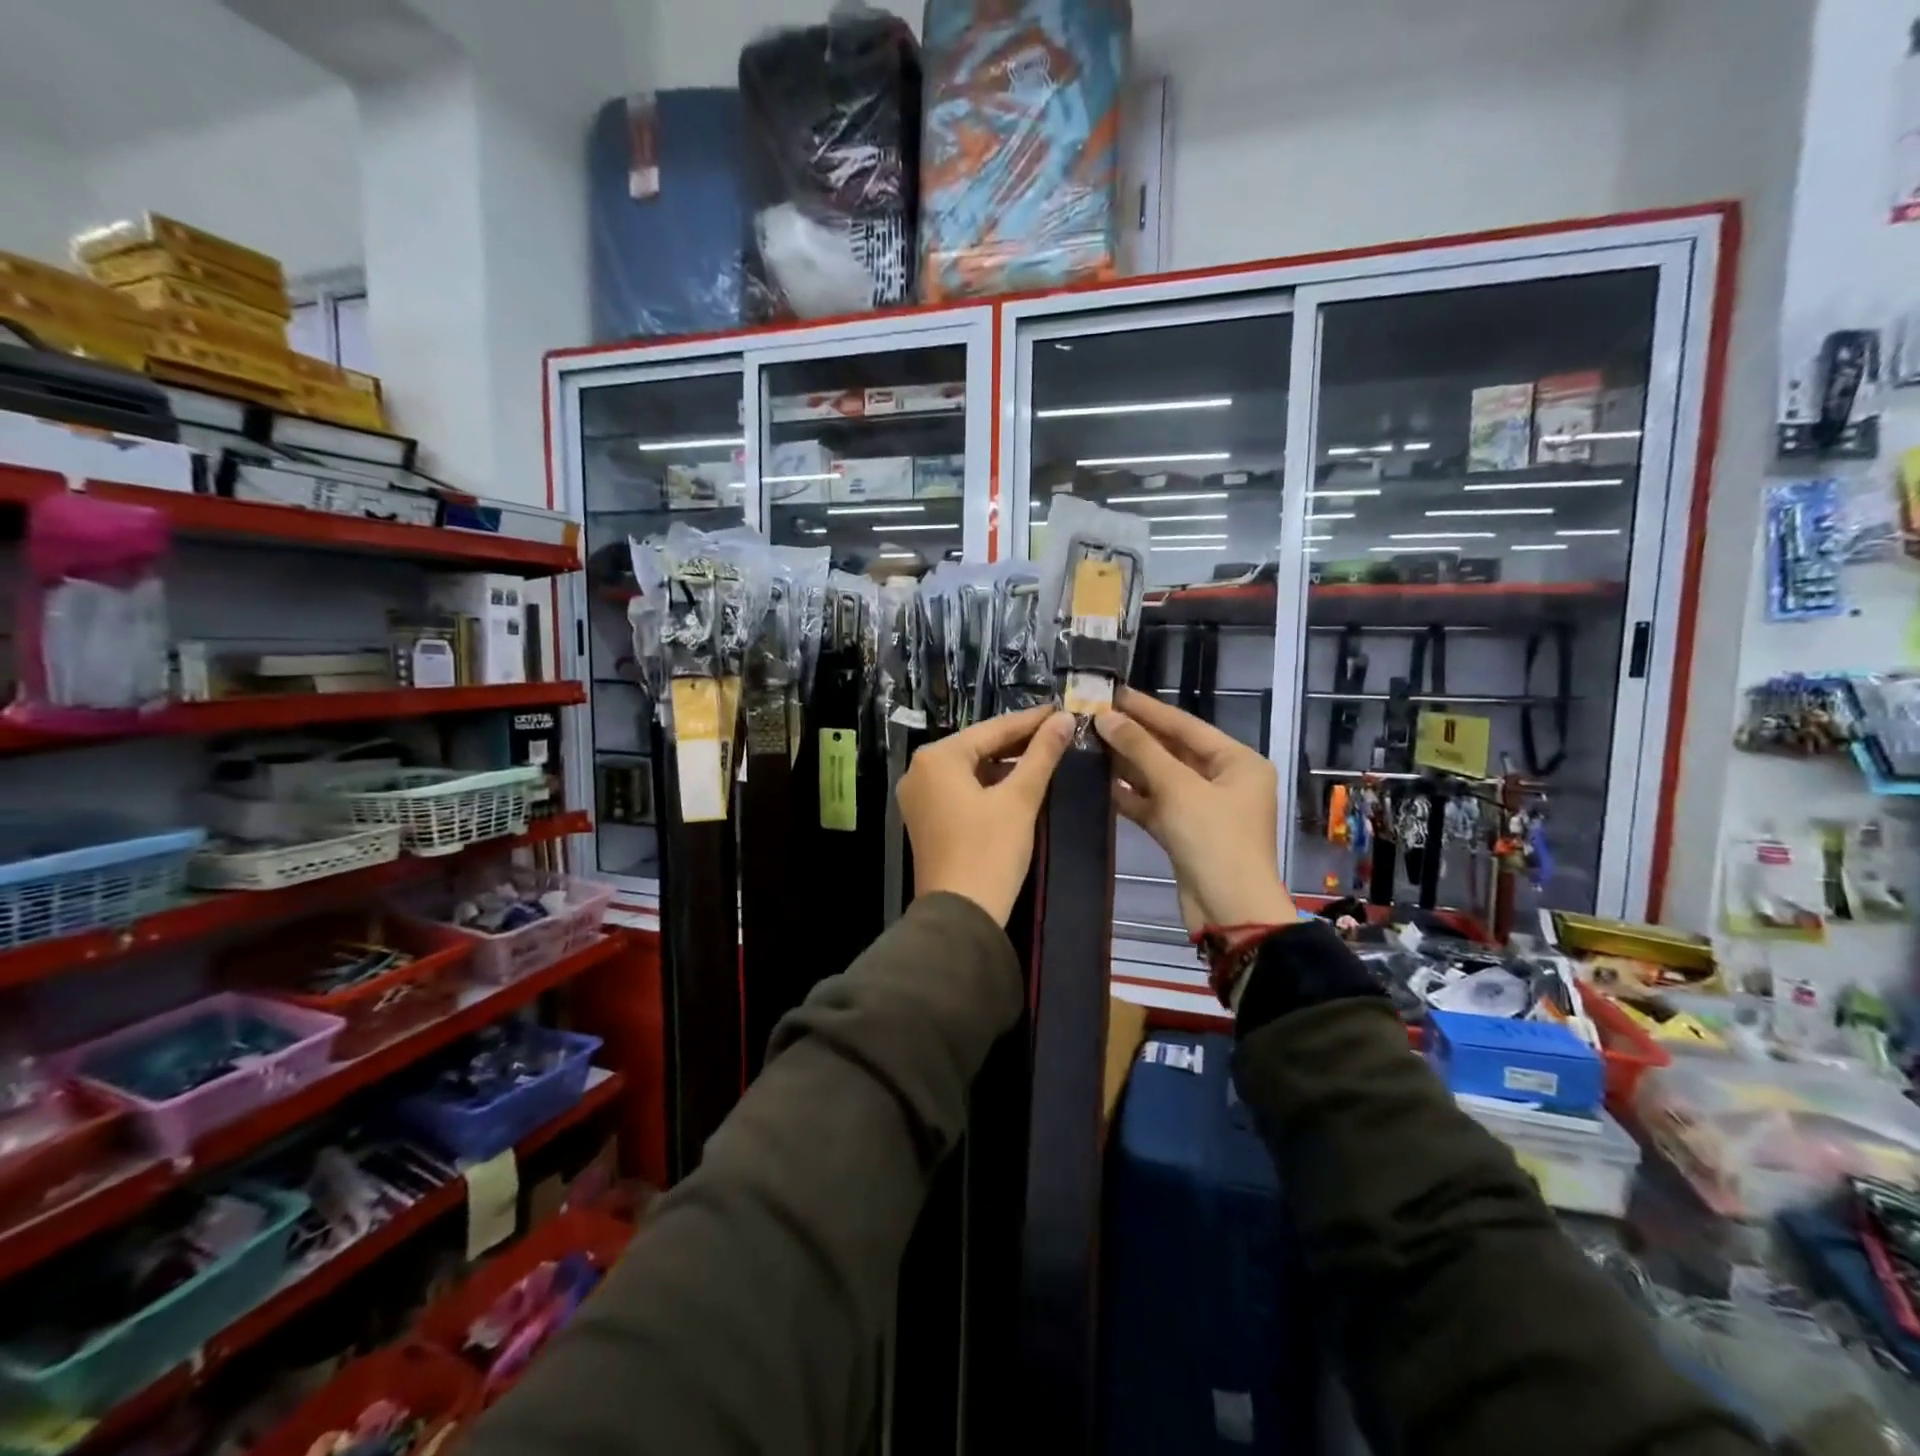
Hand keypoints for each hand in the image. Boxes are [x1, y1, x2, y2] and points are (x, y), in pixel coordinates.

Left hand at [898, 705, 1075, 925]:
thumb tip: (1063, 719)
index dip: (1030, 721)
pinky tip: (1017, 783)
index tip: (1061, 710)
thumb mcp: (1020, 799)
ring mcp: (919, 797)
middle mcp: (920, 770)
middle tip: (1057, 732)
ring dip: (1005, 763)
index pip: (992, 729)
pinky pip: (961, 789)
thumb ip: (1041, 755)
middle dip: (1017, 741)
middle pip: (977, 746)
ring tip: (1044, 755)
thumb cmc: (990, 851)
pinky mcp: (926, 819)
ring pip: (970, 768)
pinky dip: (989, 784)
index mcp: (937, 757)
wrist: (960, 915)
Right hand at [1095, 687, 1297, 932]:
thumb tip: (1106, 717)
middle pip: (1173, 750)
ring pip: (1160, 778)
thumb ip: (1141, 749)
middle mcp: (1224, 780)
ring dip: (1128, 765)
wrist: (1229, 912)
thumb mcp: (1178, 788)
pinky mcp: (1185, 833)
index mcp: (1238, 762)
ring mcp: (1204, 809)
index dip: (1148, 709)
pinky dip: (1131, 796)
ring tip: (1090, 744)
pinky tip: (1100, 783)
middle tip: (1094, 717)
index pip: (1186, 725)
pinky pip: (1155, 805)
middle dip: (1134, 736)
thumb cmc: (1214, 840)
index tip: (1113, 693)